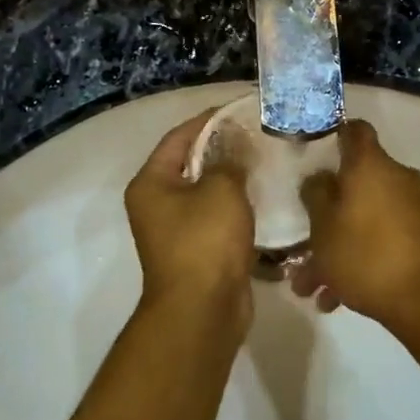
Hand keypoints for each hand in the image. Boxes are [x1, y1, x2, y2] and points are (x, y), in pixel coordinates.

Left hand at [124, 109, 255, 323]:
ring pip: (208, 193)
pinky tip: (266, 196)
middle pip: (192, 164)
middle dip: (224, 149)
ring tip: (267, 160)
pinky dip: (238, 207)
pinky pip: (218, 218)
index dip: (209, 120)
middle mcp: (157, 204)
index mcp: (151, 183)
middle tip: (259, 134)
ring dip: (234, 179)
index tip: (240, 109)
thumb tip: (236, 144)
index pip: (179, 137)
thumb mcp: (220, 190)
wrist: (203, 310)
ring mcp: (177, 230)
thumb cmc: (204, 241)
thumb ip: (229, 160)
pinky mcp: (198, 251)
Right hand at [292, 120, 419, 334]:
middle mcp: (398, 178)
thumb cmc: (366, 256)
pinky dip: (362, 258)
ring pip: (367, 218)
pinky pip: (385, 238)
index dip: (333, 135)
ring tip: (313, 286)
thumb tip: (320, 177)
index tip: (314, 152)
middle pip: (356, 183)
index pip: (354, 131)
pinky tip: (337, 298)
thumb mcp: (323, 227)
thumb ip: (315, 195)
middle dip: (328, 212)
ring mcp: (416, 207)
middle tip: (304, 240)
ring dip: (340, 246)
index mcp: (371, 166)